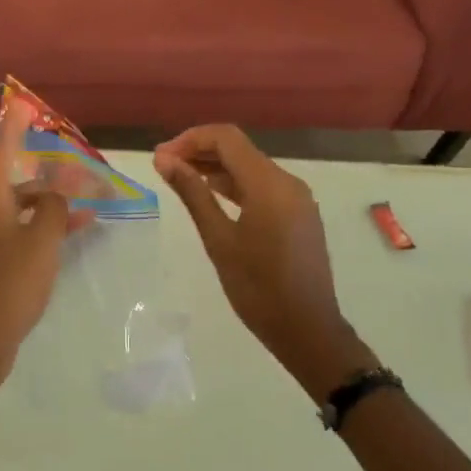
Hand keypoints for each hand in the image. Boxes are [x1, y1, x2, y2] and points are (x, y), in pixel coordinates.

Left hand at [0, 103, 73, 383]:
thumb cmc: (11, 282)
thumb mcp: (43, 239)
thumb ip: (55, 206)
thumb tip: (57, 192)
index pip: (0, 146)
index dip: (14, 124)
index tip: (24, 103)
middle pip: (9, 172)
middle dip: (39, 163)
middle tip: (62, 150)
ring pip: (16, 200)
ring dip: (47, 197)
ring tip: (84, 195)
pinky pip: (16, 224)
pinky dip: (40, 221)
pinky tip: (73, 227)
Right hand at [154, 125, 373, 397]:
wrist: (309, 332)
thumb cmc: (258, 289)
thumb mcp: (219, 239)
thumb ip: (192, 193)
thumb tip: (164, 160)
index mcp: (269, 184)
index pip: (226, 138)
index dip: (190, 140)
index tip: (161, 157)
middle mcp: (287, 182)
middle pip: (238, 149)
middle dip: (200, 151)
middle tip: (164, 166)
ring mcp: (296, 198)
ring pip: (250, 166)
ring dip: (215, 167)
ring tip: (181, 178)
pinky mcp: (298, 214)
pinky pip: (262, 185)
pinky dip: (235, 184)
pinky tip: (212, 195)